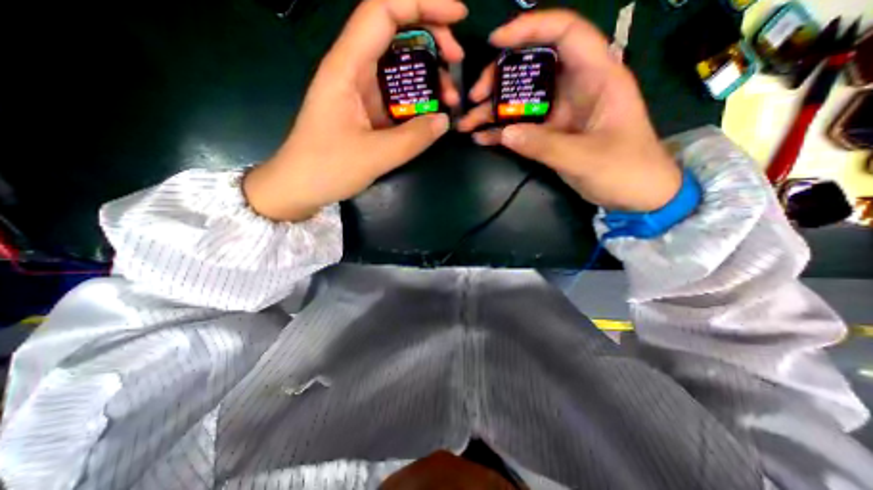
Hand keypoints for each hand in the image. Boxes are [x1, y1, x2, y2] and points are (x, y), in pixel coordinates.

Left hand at [241, 1, 466, 219]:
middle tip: (456, 62)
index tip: (458, 16)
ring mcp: (360, 90)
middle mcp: (353, 70)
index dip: (422, 3)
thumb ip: (414, 138)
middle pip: (394, 31)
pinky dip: (418, 98)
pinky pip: (396, 93)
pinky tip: (432, 113)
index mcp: (347, 67)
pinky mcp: (366, 110)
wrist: (301, 186)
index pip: (383, 10)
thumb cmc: (328, 168)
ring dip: (428, 73)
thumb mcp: (375, 156)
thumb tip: (444, 120)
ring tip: (450, 98)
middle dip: (432, 37)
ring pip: (398, 64)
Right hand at [458, 9, 680, 211]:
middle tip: (475, 97)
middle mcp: (575, 88)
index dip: (530, 29)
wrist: (635, 195)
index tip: (496, 42)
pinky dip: (501, 131)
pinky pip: (522, 126)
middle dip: (500, 77)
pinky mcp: (551, 133)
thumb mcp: (585, 158)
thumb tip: (504, 133)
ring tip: (467, 122)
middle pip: (533, 67)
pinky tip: (481, 138)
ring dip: (493, 109)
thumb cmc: (624, 169)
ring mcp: (561, 112)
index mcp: (598, 77)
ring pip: (522, 99)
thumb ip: (544, 145)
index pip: (565, 34)